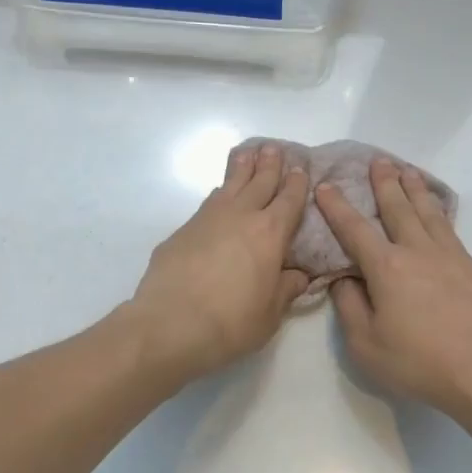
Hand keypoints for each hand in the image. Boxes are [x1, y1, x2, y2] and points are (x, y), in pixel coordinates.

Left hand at [128, 143, 310, 380]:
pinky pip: (207, 203)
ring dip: (241, 169)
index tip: (301, 169)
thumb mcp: (271, 314)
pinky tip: (218, 195)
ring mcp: (207, 219)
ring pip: (229, 185)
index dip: (297, 184)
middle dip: (270, 165)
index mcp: (270, 233)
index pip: (289, 200)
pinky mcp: (182, 231)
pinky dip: (219, 193)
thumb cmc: (231, 322)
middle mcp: (240, 216)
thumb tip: (298, 276)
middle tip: (275, 148)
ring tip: (247, 154)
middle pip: (259, 182)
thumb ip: (286, 289)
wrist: (170, 324)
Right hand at [316, 158, 471, 420]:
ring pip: (429, 213)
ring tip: (408, 171)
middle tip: (378, 161)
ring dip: (415, 190)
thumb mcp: (366, 344)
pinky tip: (440, 212)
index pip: (355, 230)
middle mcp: (418, 251)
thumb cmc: (418, 362)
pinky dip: (441, 213)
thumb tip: (344, 279)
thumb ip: (349, 307)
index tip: (326, 186)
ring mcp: (450, 257)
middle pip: (398, 209)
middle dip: (384, 184)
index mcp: (387, 268)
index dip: (337, 207)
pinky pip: (452, 230)